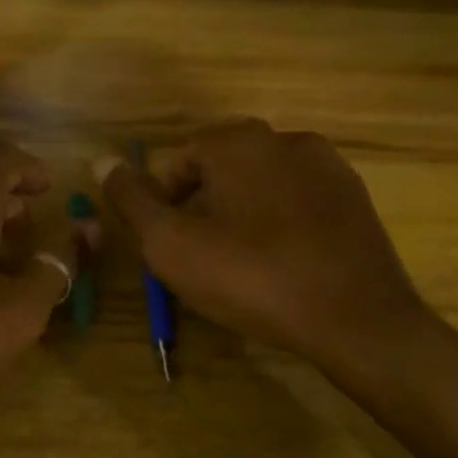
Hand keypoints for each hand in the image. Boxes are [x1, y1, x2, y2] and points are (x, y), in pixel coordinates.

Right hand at [94, 119, 431, 370]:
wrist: (356, 318)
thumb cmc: (252, 278)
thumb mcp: (172, 245)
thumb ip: (133, 200)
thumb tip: (101, 159)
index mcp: (240, 142)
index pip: (183, 157)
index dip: (165, 199)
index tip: (169, 242)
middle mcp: (287, 138)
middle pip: (224, 166)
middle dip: (204, 204)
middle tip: (200, 254)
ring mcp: (329, 166)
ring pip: (264, 181)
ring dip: (242, 211)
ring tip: (241, 261)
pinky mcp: (356, 198)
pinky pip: (300, 199)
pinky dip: (281, 221)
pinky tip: (282, 261)